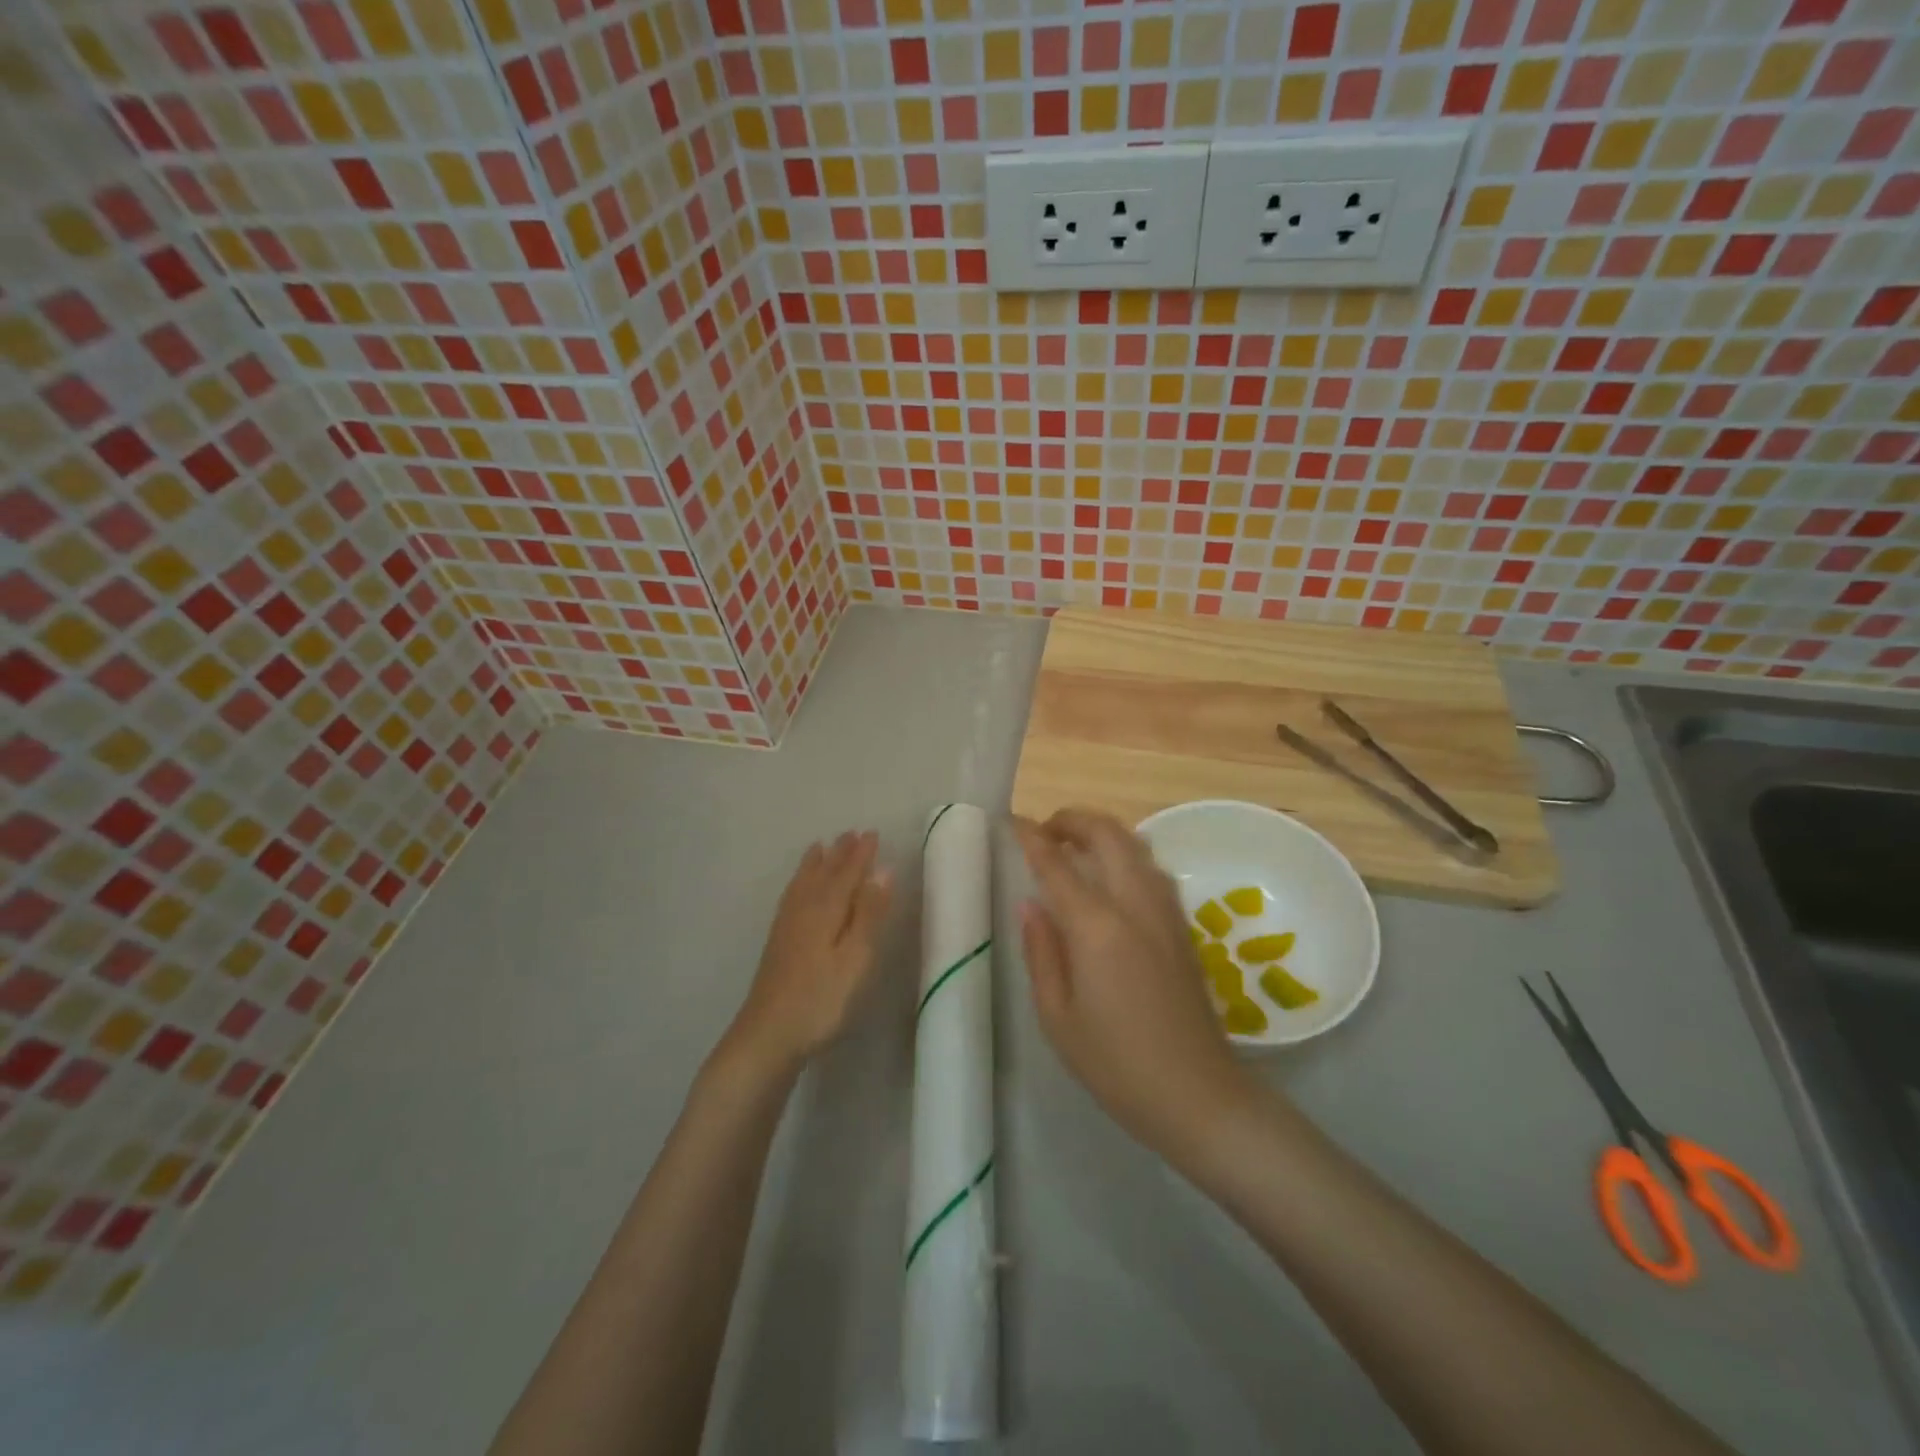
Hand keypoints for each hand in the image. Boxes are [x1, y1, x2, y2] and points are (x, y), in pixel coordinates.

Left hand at [727, 830, 893, 1073]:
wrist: (767, 1036)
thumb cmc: (821, 1000)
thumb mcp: (855, 959)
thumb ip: (869, 914)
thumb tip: (883, 870)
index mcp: (826, 910)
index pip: (847, 874)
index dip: (861, 854)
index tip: (872, 833)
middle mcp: (804, 910)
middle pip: (824, 874)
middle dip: (839, 854)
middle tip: (851, 833)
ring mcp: (787, 927)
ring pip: (804, 884)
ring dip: (816, 864)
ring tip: (820, 847)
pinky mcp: (778, 943)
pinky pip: (791, 897)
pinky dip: (798, 883)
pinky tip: (798, 890)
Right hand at [1016, 810, 1252, 1157]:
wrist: (1198, 1095)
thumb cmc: (1116, 1064)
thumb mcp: (1057, 1016)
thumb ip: (1041, 952)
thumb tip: (1031, 904)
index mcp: (1098, 927)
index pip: (1057, 864)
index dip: (1031, 837)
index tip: (1012, 822)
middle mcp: (1135, 905)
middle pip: (1107, 834)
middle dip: (1073, 819)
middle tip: (1045, 830)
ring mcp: (1166, 912)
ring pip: (1136, 845)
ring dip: (1102, 832)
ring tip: (1075, 847)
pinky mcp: (1184, 926)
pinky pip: (1152, 869)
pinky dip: (1126, 854)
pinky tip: (1112, 877)